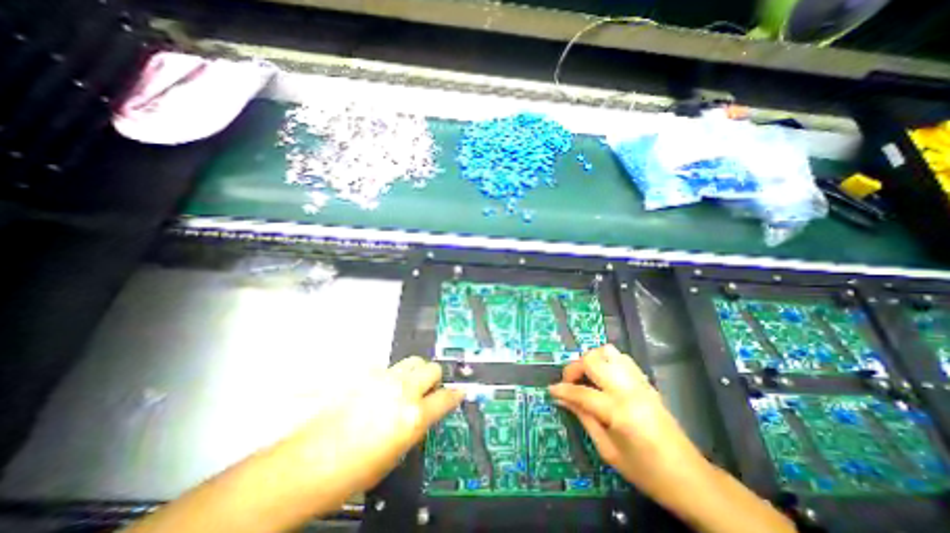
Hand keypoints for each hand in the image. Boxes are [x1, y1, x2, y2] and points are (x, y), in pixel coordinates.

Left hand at [291, 357, 467, 496]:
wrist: (308, 464)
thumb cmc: (354, 472)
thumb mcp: (396, 454)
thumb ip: (415, 426)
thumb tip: (424, 412)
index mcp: (413, 416)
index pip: (446, 397)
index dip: (455, 394)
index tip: (458, 392)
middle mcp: (402, 391)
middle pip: (432, 368)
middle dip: (435, 377)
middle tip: (428, 389)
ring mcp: (383, 378)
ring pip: (412, 361)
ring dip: (415, 372)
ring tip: (406, 386)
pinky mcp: (365, 374)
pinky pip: (387, 368)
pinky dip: (391, 376)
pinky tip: (379, 391)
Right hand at [549, 346, 703, 498]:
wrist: (691, 478)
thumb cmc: (646, 472)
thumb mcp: (608, 451)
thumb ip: (584, 418)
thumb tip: (563, 399)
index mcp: (619, 412)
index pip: (581, 392)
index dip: (562, 389)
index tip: (551, 390)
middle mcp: (628, 390)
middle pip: (593, 360)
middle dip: (574, 368)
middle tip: (570, 382)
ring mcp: (639, 382)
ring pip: (608, 352)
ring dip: (592, 360)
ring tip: (587, 377)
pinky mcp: (646, 382)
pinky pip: (621, 359)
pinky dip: (607, 361)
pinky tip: (604, 378)